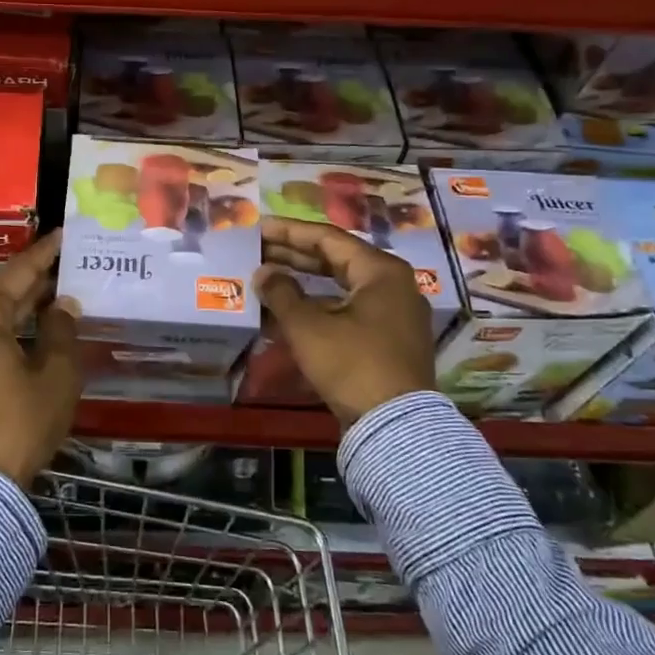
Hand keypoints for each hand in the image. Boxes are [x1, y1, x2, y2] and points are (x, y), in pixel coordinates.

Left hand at [0, 229, 80, 487]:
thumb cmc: (21, 420)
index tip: (64, 236)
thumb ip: (61, 331)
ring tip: (58, 296)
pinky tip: (35, 333)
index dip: (44, 254)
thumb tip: (63, 305)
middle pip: (1, 293)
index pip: (17, 272)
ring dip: (23, 308)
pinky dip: (10, 331)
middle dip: (35, 280)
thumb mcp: (56, 373)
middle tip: (68, 264)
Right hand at [257, 217, 436, 427]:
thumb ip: (282, 293)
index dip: (289, 232)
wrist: (395, 426)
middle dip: (294, 256)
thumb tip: (264, 273)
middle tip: (259, 250)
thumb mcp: (308, 327)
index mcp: (380, 271)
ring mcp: (394, 313)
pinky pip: (348, 309)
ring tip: (268, 278)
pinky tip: (289, 311)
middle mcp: (393, 284)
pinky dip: (318, 307)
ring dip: (304, 282)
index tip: (259, 228)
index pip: (328, 238)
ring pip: (341, 286)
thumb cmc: (352, 364)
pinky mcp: (389, 339)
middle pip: (336, 260)